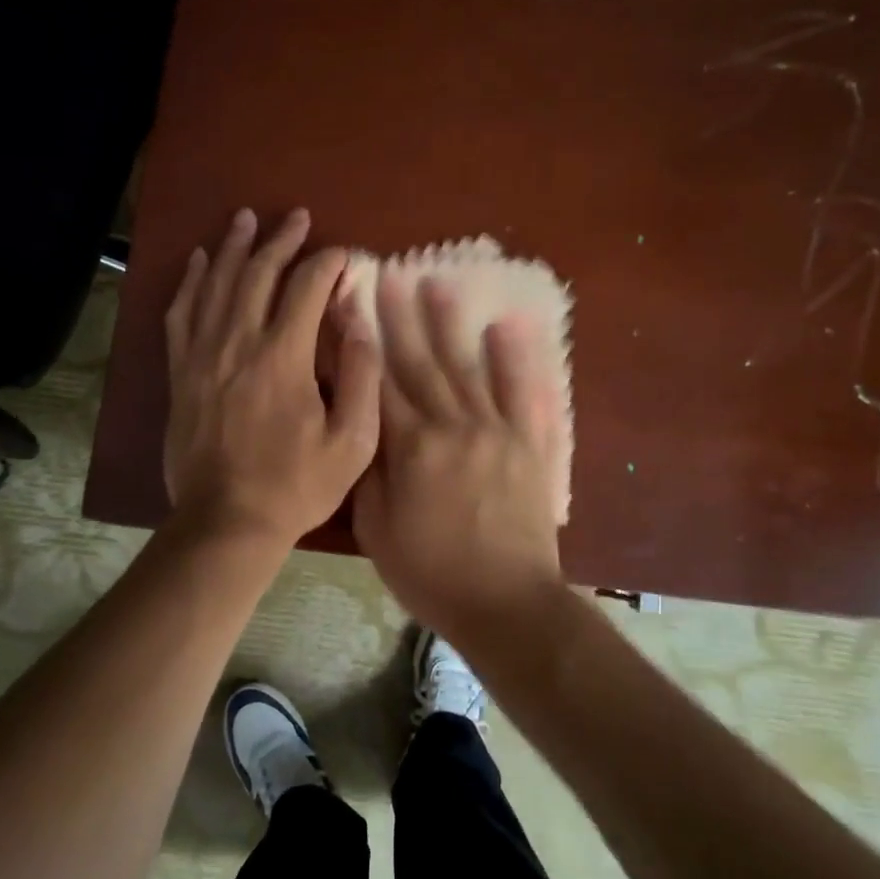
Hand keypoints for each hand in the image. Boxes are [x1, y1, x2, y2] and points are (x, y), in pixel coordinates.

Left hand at [163, 207, 381, 547]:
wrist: (226, 521)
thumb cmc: (295, 486)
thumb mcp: (351, 442)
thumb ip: (361, 378)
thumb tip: (360, 324)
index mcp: (283, 357)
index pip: (307, 288)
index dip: (328, 263)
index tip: (344, 254)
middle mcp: (239, 343)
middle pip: (258, 274)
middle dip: (280, 240)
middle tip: (296, 217)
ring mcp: (203, 355)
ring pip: (216, 284)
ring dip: (233, 247)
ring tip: (245, 218)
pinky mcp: (181, 373)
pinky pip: (181, 314)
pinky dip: (191, 282)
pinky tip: (199, 261)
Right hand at [354, 276, 563, 640]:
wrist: (506, 602)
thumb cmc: (431, 572)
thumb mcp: (377, 529)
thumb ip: (368, 472)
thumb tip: (360, 424)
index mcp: (410, 447)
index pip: (378, 382)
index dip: (362, 342)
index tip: (350, 307)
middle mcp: (451, 425)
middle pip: (420, 362)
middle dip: (400, 317)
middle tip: (390, 275)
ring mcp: (495, 429)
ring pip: (467, 366)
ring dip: (449, 323)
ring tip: (436, 282)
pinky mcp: (529, 442)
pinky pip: (523, 391)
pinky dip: (515, 357)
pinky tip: (506, 325)